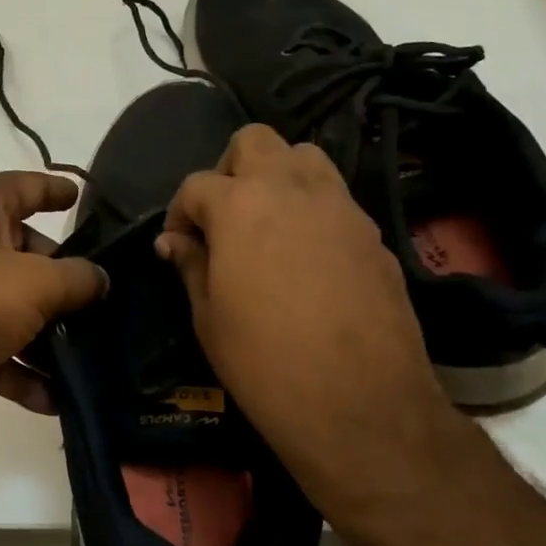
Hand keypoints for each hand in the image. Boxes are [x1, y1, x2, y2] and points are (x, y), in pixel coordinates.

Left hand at [0, 171, 106, 443]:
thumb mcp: (37, 283)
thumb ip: (78, 277)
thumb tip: (99, 278)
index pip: (25, 185)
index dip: (56, 189)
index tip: (83, 196)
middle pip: (20, 248)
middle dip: (59, 275)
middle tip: (99, 295)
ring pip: (6, 300)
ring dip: (42, 329)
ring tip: (85, 350)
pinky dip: (16, 365)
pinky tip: (50, 397)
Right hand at [156, 125, 458, 510]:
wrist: (360, 404)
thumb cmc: (264, 361)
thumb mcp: (208, 316)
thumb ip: (190, 264)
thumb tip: (173, 242)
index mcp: (240, 205)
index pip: (196, 184)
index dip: (179, 213)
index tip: (179, 246)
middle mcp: (291, 189)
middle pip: (254, 141)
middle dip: (230, 169)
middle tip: (224, 217)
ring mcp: (340, 206)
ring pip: (304, 156)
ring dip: (277, 176)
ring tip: (267, 224)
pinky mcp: (373, 232)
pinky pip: (335, 198)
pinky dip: (312, 208)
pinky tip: (307, 255)